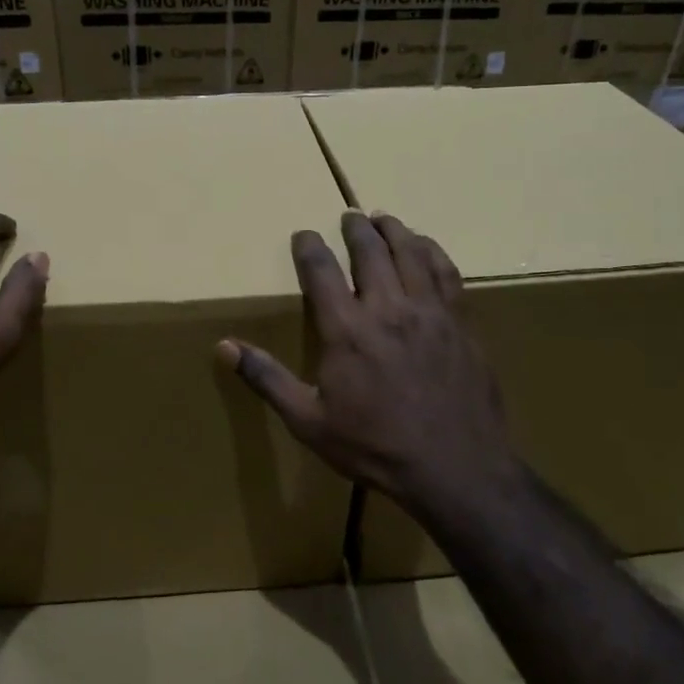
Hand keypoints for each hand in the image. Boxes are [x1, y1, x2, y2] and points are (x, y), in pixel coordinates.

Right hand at [218, 211, 517, 520]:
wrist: (455, 468)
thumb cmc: (374, 446)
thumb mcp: (308, 421)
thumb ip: (267, 378)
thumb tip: (223, 347)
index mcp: (347, 329)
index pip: (321, 270)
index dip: (309, 247)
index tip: (304, 234)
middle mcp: (388, 308)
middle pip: (370, 251)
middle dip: (355, 229)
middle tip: (348, 216)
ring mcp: (430, 312)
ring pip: (411, 253)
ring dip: (395, 231)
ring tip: (384, 219)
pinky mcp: (461, 323)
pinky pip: (447, 273)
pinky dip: (433, 252)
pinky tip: (427, 247)